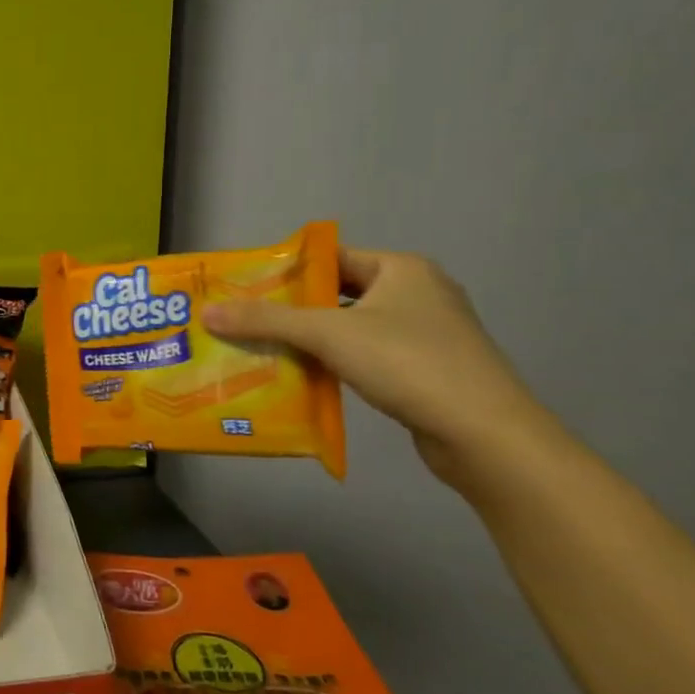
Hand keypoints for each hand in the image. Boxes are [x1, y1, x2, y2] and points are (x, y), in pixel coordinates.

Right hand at [202, 248, 565, 485]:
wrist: (486, 436)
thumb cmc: (408, 364)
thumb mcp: (328, 334)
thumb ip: (266, 321)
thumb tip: (208, 313)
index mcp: (401, 269)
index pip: (330, 257)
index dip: (285, 271)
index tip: (244, 288)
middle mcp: (417, 293)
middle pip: (336, 293)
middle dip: (291, 309)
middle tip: (244, 321)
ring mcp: (426, 334)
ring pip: (351, 328)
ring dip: (311, 340)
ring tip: (263, 350)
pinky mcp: (427, 370)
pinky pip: (367, 356)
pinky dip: (336, 364)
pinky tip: (304, 378)